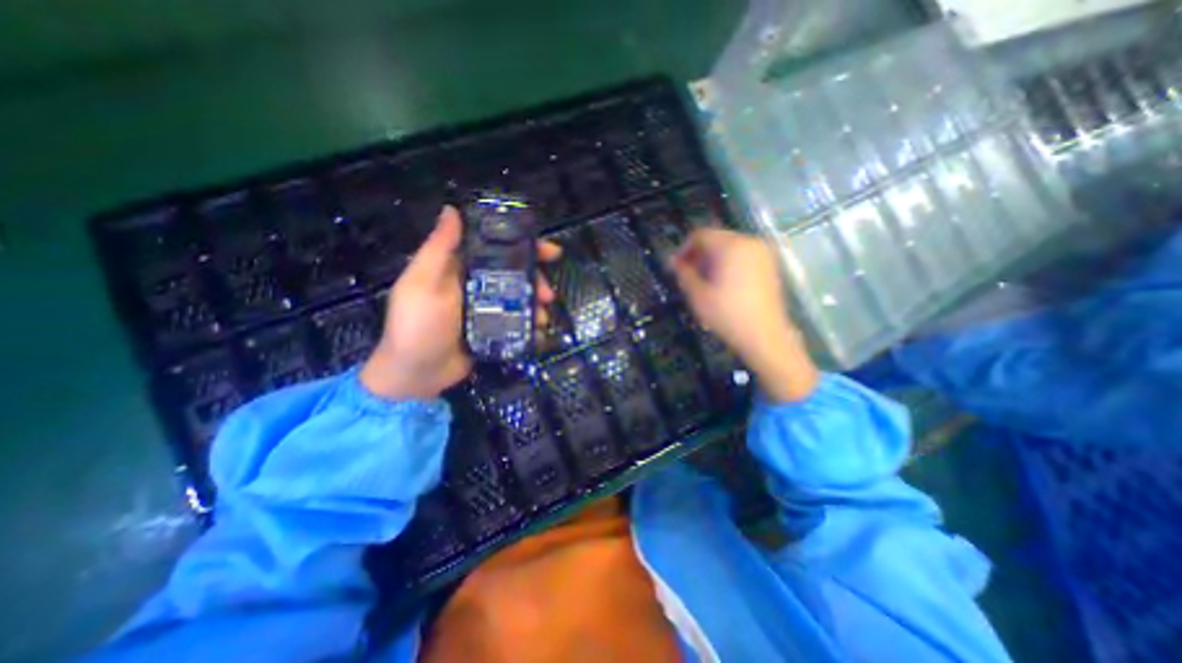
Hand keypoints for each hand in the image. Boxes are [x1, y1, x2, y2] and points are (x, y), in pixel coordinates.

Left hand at [364, 208, 560, 401]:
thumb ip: (439, 249)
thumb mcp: (423, 283)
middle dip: (537, 281)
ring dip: (536, 306)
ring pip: (519, 299)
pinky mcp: (493, 331)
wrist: (416, 375)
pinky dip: (530, 325)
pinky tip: (539, 332)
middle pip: (515, 275)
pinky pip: (517, 322)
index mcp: (459, 268)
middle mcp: (476, 285)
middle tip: (549, 294)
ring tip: (543, 318)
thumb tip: (452, 210)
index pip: (496, 249)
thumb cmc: (417, 325)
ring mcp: (486, 310)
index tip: (549, 251)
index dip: (524, 246)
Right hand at [670, 230, 818, 400]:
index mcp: (731, 246)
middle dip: (698, 255)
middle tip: (687, 275)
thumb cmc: (727, 315)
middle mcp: (750, 242)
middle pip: (716, 239)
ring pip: (729, 247)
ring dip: (712, 260)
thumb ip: (683, 273)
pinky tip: (722, 284)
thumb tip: (672, 261)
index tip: (675, 267)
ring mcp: (763, 253)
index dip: (683, 249)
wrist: (764, 336)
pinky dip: (728, 264)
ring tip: (703, 282)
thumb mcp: (697, 295)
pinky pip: (742, 256)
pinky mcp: (770, 265)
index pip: (700, 235)